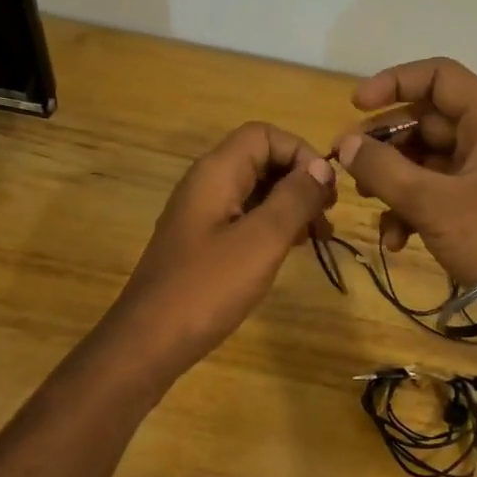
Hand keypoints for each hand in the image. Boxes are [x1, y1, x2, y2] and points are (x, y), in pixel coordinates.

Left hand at [111, 122, 335, 373]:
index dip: (300, 153)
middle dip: (299, 180)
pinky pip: (243, 218)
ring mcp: (201, 215)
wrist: (149, 342)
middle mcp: (206, 184)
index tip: (326, 191)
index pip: (264, 134)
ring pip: (254, 190)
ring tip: (318, 237)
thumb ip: (295, 198)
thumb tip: (322, 166)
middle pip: (260, 159)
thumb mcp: (261, 240)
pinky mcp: (201, 243)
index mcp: (216, 173)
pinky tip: (289, 250)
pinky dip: (271, 225)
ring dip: (289, 205)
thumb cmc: (208, 288)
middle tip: (327, 217)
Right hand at [331, 57, 476, 288]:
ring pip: (423, 159)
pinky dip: (409, 209)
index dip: (394, 82)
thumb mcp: (431, 202)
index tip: (356, 106)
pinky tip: (394, 240)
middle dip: (383, 142)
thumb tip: (345, 146)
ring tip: (366, 201)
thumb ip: (383, 169)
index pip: (438, 77)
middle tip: (346, 162)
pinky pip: (432, 191)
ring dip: (391, 179)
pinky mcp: (474, 205)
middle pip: (425, 120)